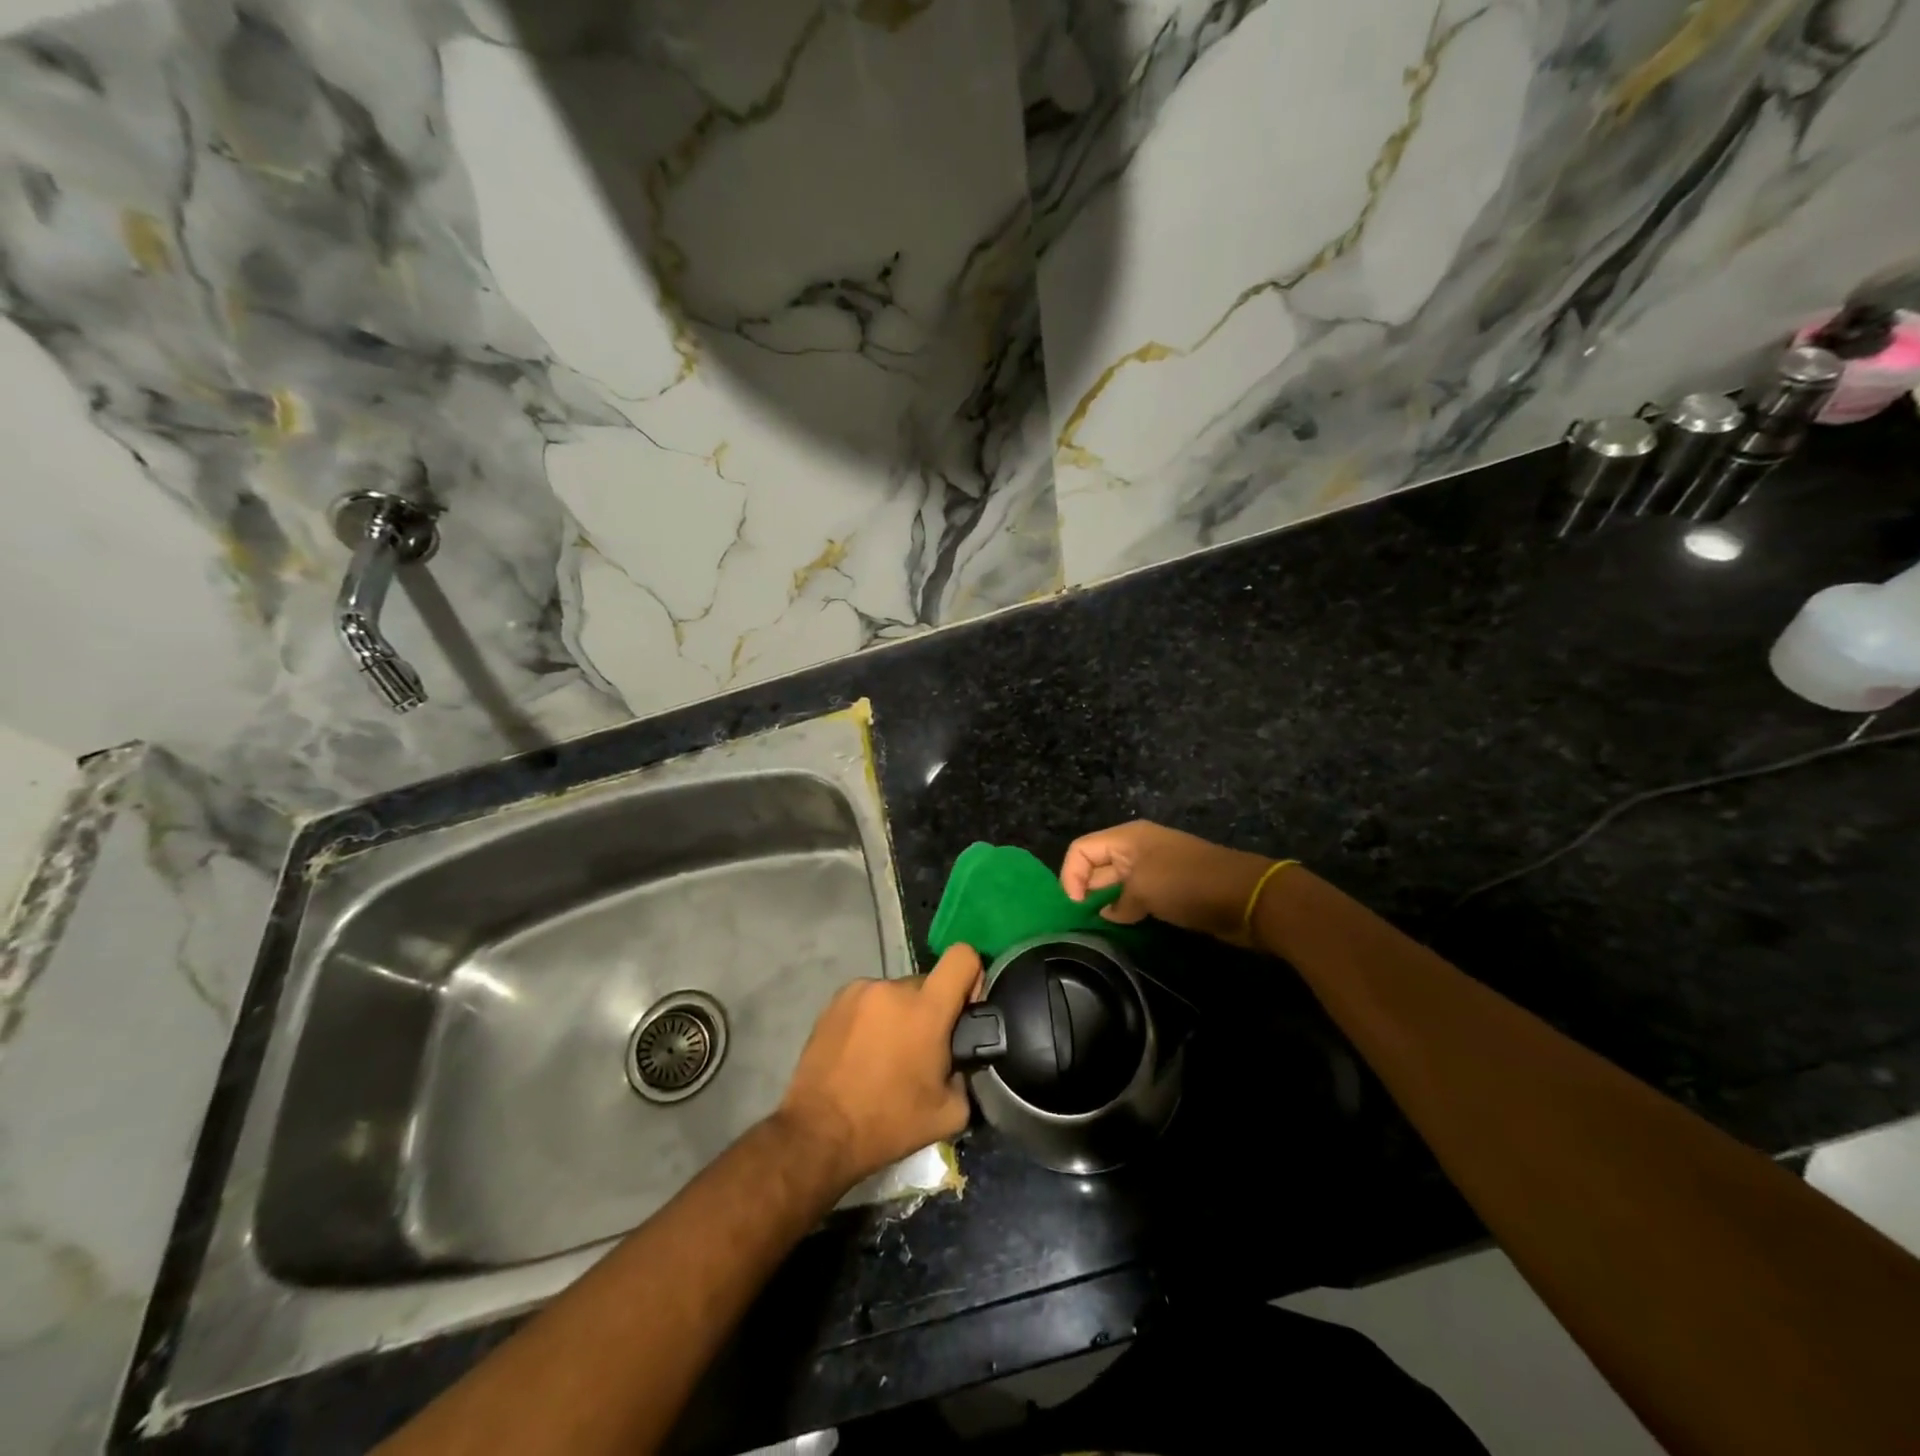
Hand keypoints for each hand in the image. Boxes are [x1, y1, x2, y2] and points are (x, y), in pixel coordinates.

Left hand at [776, 943, 982, 1187]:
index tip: (965, 1009)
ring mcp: (860, 990)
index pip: (962, 957)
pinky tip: (862, 1052)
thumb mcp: (950, 1113)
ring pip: (896, 994)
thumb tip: (963, 1059)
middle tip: (921, 1052)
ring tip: (886, 1056)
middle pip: (927, 984)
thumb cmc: (888, 1123)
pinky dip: (873, 1019)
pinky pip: (869, 1001)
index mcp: (927, 1009)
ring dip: (899, 1016)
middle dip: (930, 1011)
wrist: (820, 1132)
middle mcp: (893, 988)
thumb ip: (967, 1074)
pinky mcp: (835, 1000)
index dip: (972, 977)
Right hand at [1061, 821, 1276, 944]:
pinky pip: (1137, 894)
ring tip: (1099, 925)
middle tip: (1082, 919)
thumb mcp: (1143, 889)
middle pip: (1097, 863)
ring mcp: (1155, 867)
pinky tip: (1125, 924)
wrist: (1245, 896)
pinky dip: (1127, 907)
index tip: (1077, 906)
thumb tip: (1111, 912)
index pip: (1081, 849)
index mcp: (1127, 838)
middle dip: (1086, 888)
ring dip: (1107, 900)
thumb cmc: (1187, 884)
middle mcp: (1137, 848)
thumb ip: (1118, 901)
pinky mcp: (1170, 887)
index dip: (1071, 875)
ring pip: (1117, 881)